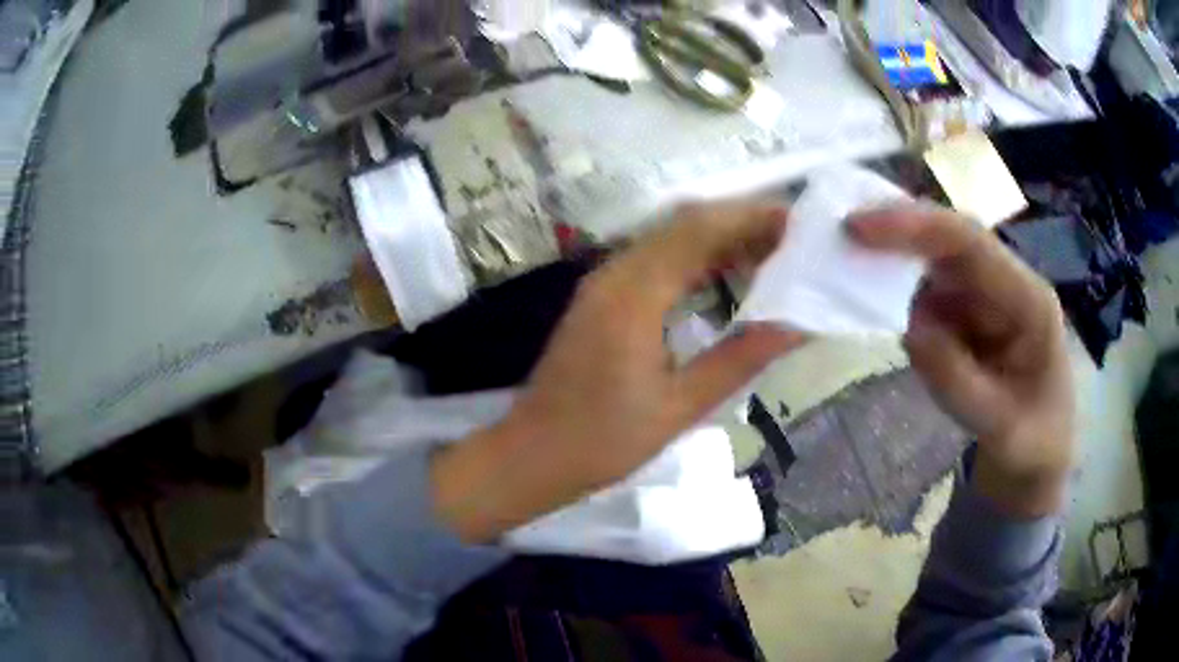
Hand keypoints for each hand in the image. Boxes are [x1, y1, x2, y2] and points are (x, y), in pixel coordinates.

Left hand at [433, 202, 804, 542]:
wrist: (531, 456)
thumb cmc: (603, 441)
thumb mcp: (680, 408)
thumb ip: (739, 360)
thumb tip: (795, 325)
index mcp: (633, 295)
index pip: (699, 231)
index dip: (750, 218)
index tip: (796, 223)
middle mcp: (615, 274)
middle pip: (684, 226)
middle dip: (741, 223)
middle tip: (792, 240)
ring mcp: (603, 283)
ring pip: (669, 240)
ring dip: (719, 239)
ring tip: (771, 255)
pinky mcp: (600, 298)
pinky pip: (655, 261)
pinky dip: (695, 260)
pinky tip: (725, 278)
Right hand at [848, 205, 1073, 517]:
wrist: (1038, 449)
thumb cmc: (1030, 440)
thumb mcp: (1000, 429)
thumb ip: (958, 381)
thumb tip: (910, 328)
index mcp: (1029, 300)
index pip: (972, 245)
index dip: (916, 228)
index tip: (858, 227)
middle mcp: (1006, 281)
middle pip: (949, 237)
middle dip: (896, 228)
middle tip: (836, 232)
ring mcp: (984, 293)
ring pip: (932, 257)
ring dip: (889, 255)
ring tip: (842, 259)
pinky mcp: (964, 308)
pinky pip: (924, 287)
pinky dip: (892, 285)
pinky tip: (866, 290)